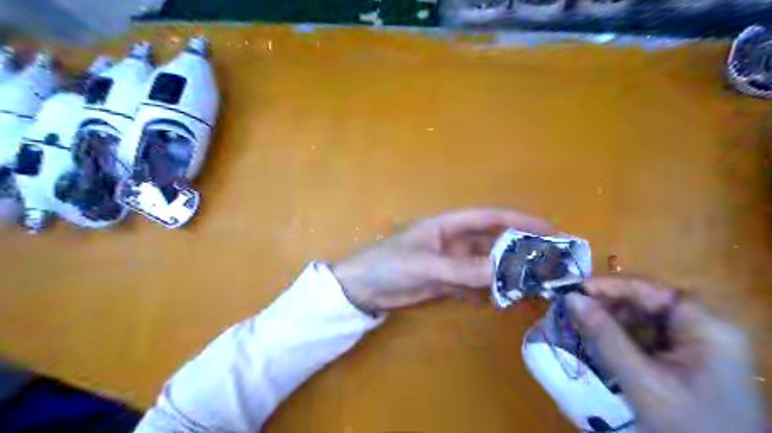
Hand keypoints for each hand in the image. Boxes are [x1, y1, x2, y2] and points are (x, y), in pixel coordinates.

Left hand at [331, 208, 554, 311]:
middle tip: (550, 263)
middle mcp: (454, 241)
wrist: (363, 289)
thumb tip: (503, 271)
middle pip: (493, 243)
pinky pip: (475, 284)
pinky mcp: (447, 282)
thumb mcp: (425, 265)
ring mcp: (452, 262)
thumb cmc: (388, 265)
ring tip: (533, 286)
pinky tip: (504, 301)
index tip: (549, 229)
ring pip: (487, 265)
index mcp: (448, 226)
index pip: (490, 218)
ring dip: (507, 274)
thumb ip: (462, 269)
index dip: (519, 220)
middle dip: (520, 250)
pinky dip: (489, 292)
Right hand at [565, 277, 764, 432]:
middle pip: (649, 302)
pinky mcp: (686, 359)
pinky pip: (648, 336)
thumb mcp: (640, 378)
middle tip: (574, 308)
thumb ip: (604, 335)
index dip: (612, 285)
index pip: (653, 289)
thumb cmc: (686, 425)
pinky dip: (621, 336)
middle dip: (609, 304)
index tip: (576, 289)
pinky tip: (600, 341)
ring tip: (582, 324)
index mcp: (707, 326)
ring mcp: (697, 344)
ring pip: (645, 318)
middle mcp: (705, 327)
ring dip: (612, 320)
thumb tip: (571, 298)